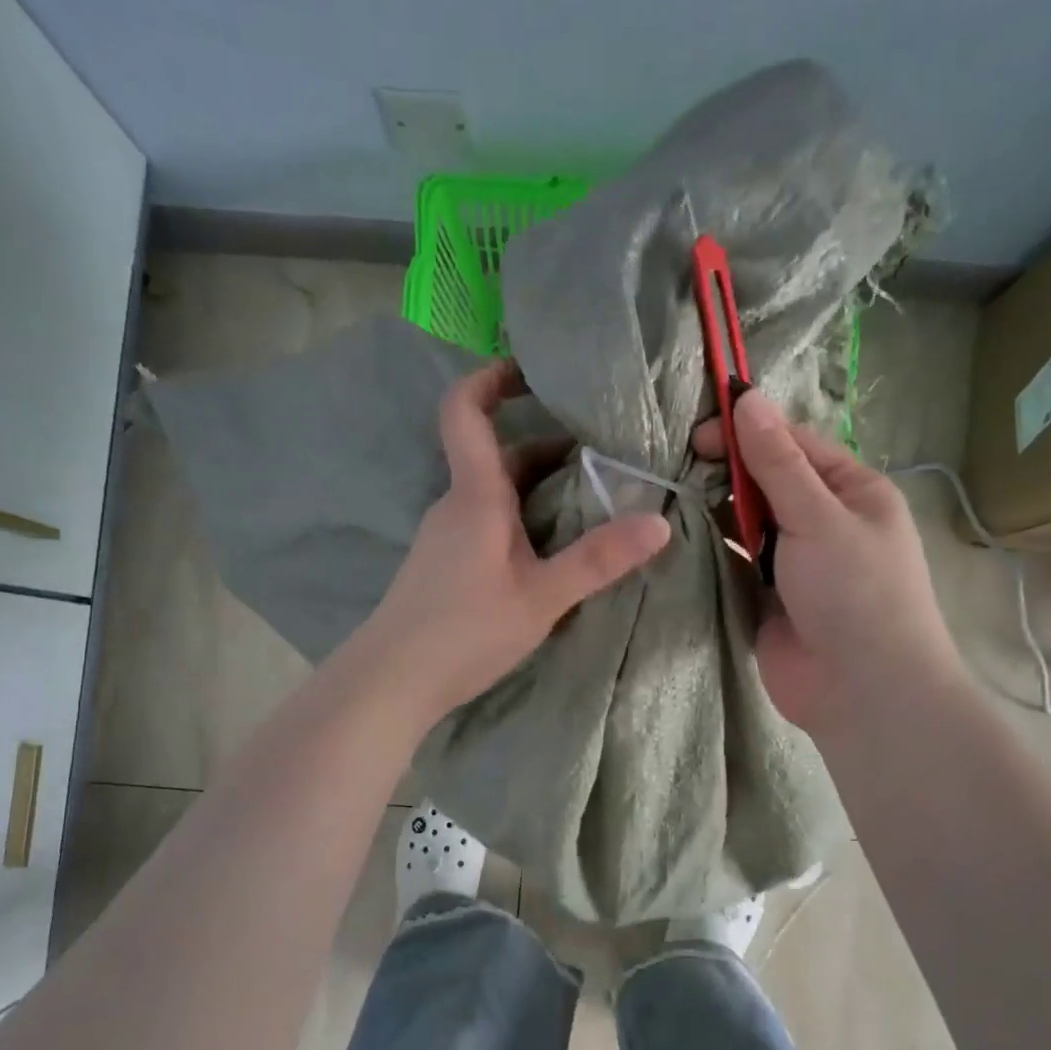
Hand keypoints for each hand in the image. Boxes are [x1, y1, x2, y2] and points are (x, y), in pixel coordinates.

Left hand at [362, 360, 670, 720]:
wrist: (391, 680)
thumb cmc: (464, 630)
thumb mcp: (541, 597)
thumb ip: (598, 560)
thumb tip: (659, 521)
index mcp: (476, 495)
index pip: (465, 410)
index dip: (491, 378)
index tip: (531, 369)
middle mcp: (457, 504)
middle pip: (497, 454)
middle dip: (547, 444)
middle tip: (603, 450)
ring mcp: (446, 535)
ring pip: (495, 492)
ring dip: (539, 486)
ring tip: (592, 498)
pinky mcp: (445, 563)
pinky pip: (487, 521)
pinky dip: (522, 516)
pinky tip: (552, 548)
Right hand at [693, 393, 959, 734]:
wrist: (861, 690)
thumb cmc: (854, 591)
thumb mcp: (819, 516)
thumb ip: (778, 462)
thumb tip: (749, 397)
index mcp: (852, 491)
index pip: (795, 444)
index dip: (749, 432)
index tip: (699, 433)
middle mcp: (824, 521)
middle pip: (769, 481)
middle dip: (730, 472)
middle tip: (681, 467)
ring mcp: (794, 561)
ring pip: (749, 521)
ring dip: (718, 510)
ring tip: (673, 497)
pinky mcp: (767, 596)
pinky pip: (736, 560)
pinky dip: (714, 548)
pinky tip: (681, 536)